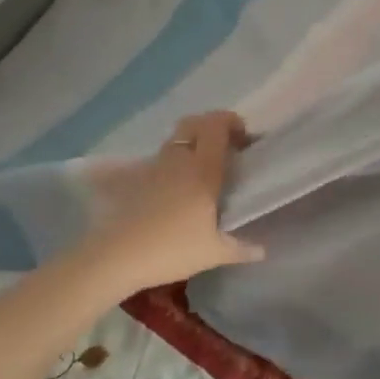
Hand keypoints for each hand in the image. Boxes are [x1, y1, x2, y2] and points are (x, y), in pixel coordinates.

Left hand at [80, 111, 263, 293]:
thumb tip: (262, 250)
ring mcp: (155, 166)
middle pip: (194, 123)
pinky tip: (176, 188)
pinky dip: (173, 162)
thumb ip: (240, 249)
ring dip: (192, 144)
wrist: (117, 256)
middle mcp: (179, 159)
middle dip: (211, 126)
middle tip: (225, 146)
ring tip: (201, 169)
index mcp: (203, 169)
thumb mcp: (213, 253)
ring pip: (176, 140)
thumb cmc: (172, 249)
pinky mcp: (136, 178)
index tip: (244, 138)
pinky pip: (161, 159)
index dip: (232, 122)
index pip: (217, 126)